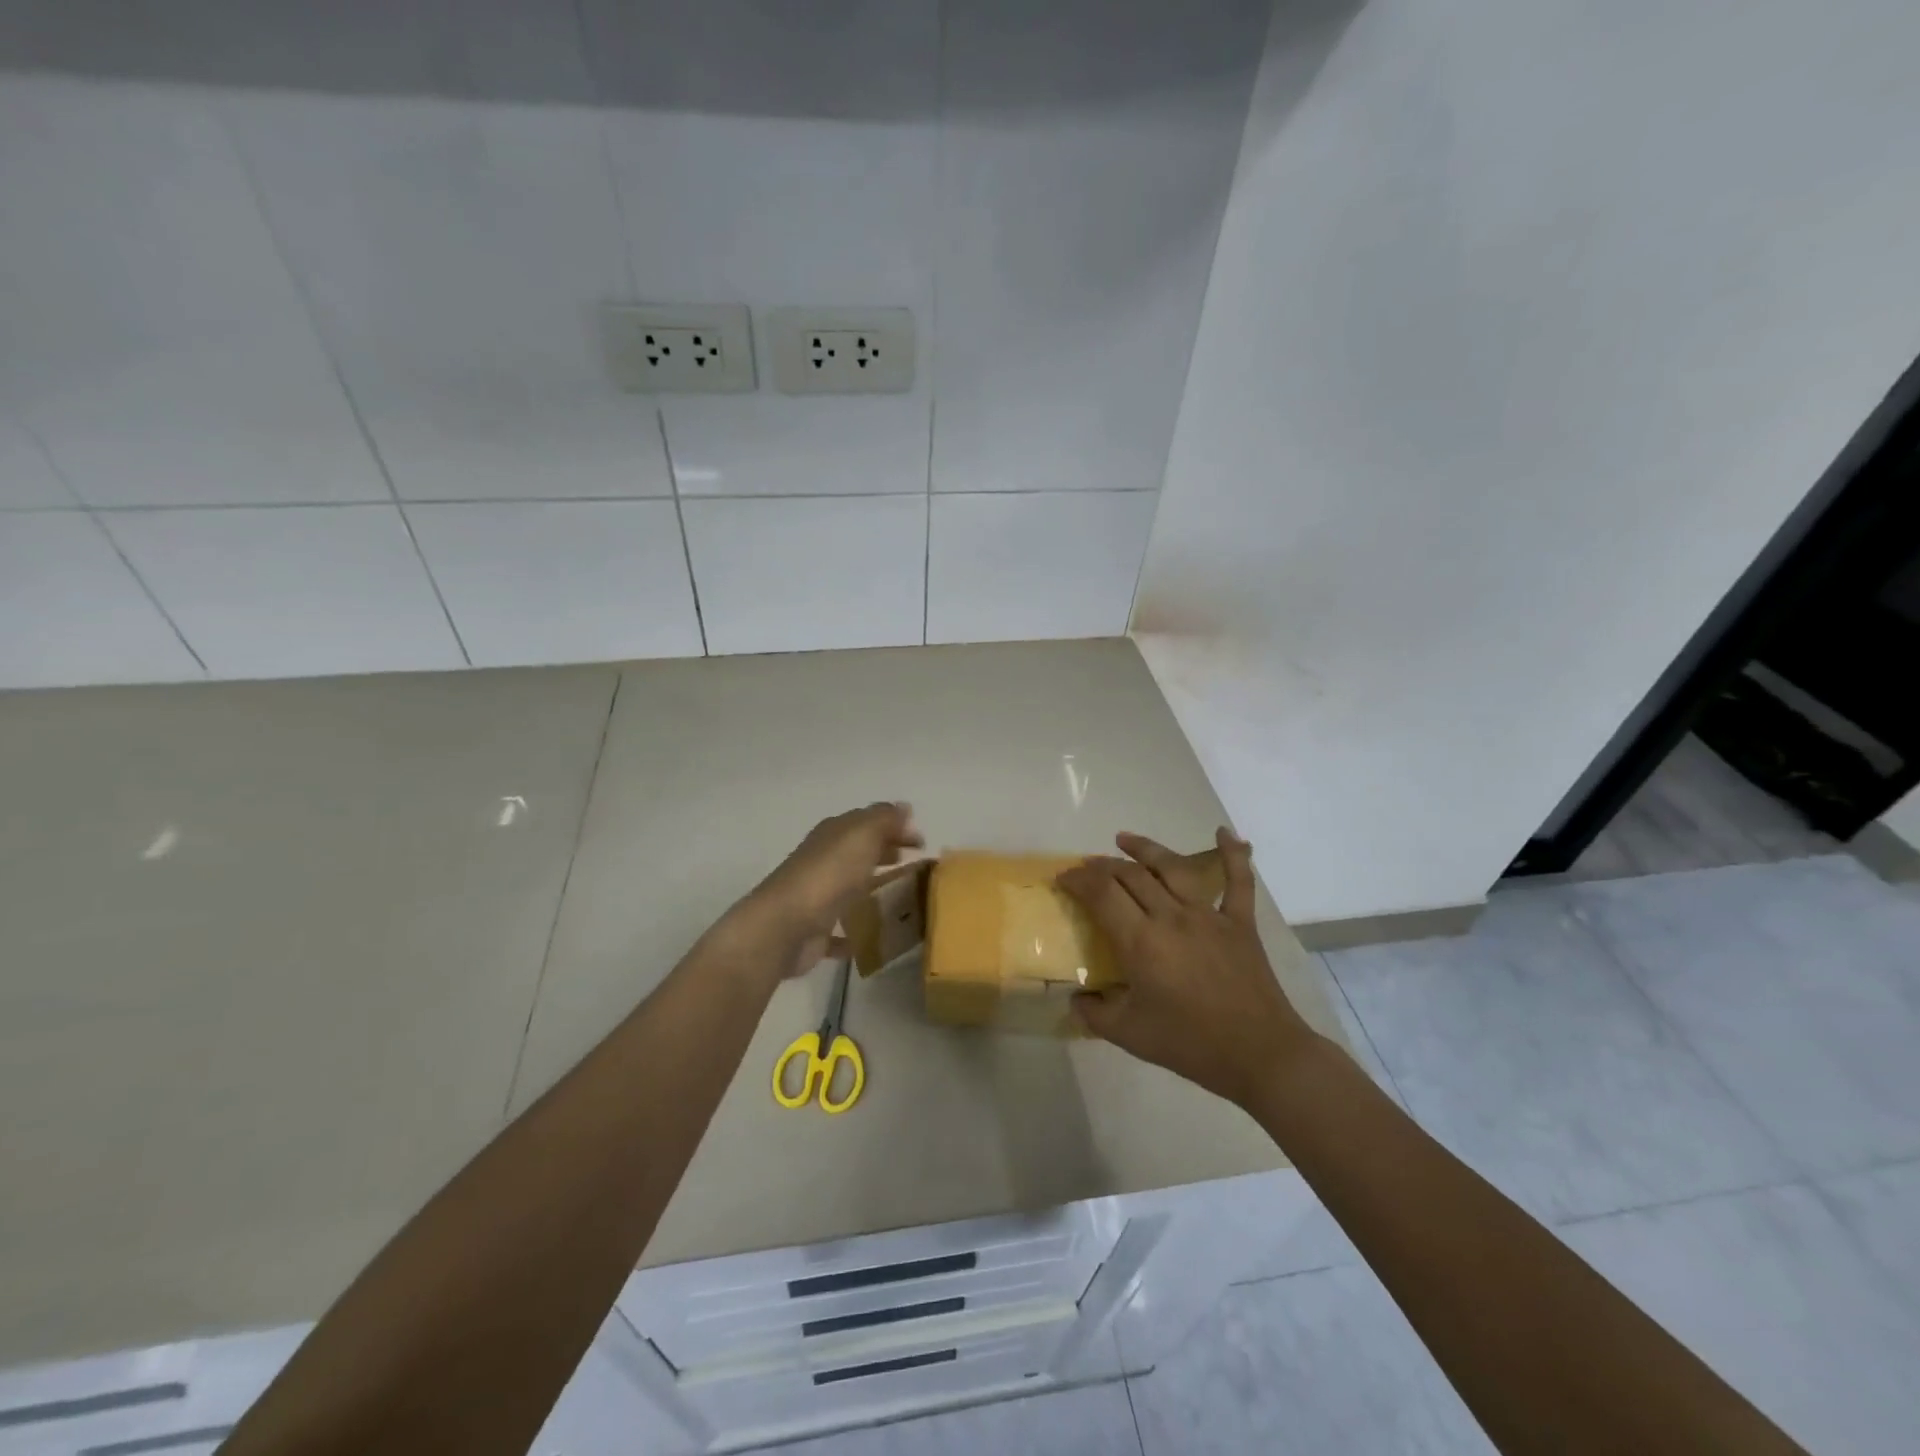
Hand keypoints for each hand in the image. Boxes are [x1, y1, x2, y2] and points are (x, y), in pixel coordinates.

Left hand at [746, 803, 923, 973]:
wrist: (785, 926)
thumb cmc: (829, 875)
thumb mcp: (862, 835)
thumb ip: (884, 820)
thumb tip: (904, 807)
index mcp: (834, 834)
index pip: (869, 822)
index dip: (895, 826)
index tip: (922, 842)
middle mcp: (823, 860)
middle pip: (859, 852)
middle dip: (885, 852)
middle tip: (915, 864)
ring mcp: (817, 896)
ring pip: (849, 886)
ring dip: (870, 887)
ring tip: (901, 897)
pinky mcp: (815, 930)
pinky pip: (838, 928)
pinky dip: (852, 931)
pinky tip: (869, 938)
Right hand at [1057, 828, 1315, 1107]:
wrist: (1260, 1055)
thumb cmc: (1191, 1045)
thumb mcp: (1130, 1035)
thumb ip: (1094, 1013)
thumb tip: (1075, 998)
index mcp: (1141, 942)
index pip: (1101, 894)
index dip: (1078, 880)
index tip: (1064, 879)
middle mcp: (1171, 917)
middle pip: (1131, 875)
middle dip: (1103, 866)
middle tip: (1087, 869)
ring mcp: (1208, 915)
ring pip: (1172, 867)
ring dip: (1145, 848)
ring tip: (1124, 839)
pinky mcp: (1240, 922)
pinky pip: (1238, 881)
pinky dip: (1233, 853)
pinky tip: (1223, 832)